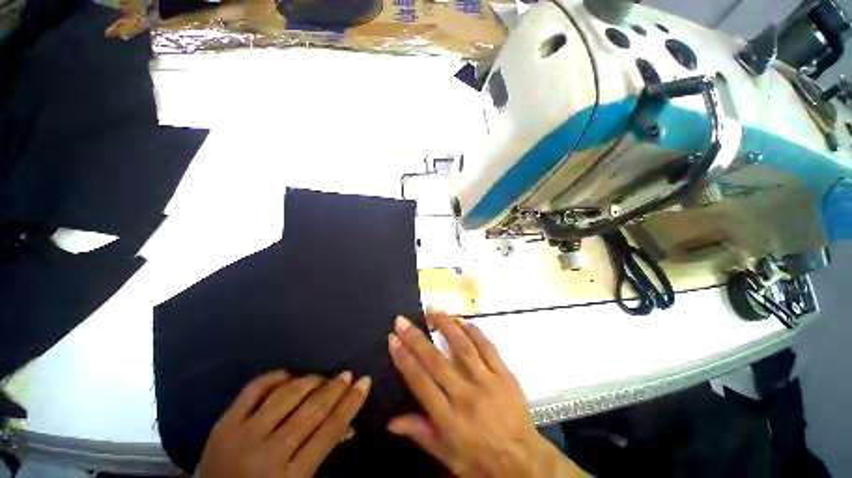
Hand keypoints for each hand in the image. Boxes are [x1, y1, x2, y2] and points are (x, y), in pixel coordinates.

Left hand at [199, 370, 370, 477]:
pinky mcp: (223, 424)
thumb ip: (320, 454)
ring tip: (322, 378)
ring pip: (286, 396)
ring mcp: (242, 436)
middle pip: (311, 411)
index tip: (365, 382)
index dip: (350, 403)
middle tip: (347, 375)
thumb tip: (347, 424)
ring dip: (310, 381)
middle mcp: (267, 454)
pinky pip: (254, 390)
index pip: (330, 431)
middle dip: (334, 389)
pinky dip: (274, 377)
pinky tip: (288, 375)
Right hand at [387, 310, 585, 477]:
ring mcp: (488, 382)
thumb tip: (391, 422)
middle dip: (416, 338)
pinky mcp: (505, 374)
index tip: (393, 339)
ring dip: (445, 324)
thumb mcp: (449, 458)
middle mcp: (467, 396)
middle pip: (436, 361)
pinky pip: (487, 347)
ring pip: (462, 346)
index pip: (421, 382)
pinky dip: (473, 331)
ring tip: (432, 309)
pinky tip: (461, 319)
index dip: (404, 359)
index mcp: (450, 420)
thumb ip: (421, 434)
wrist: (526, 464)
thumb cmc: (482, 463)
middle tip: (402, 320)